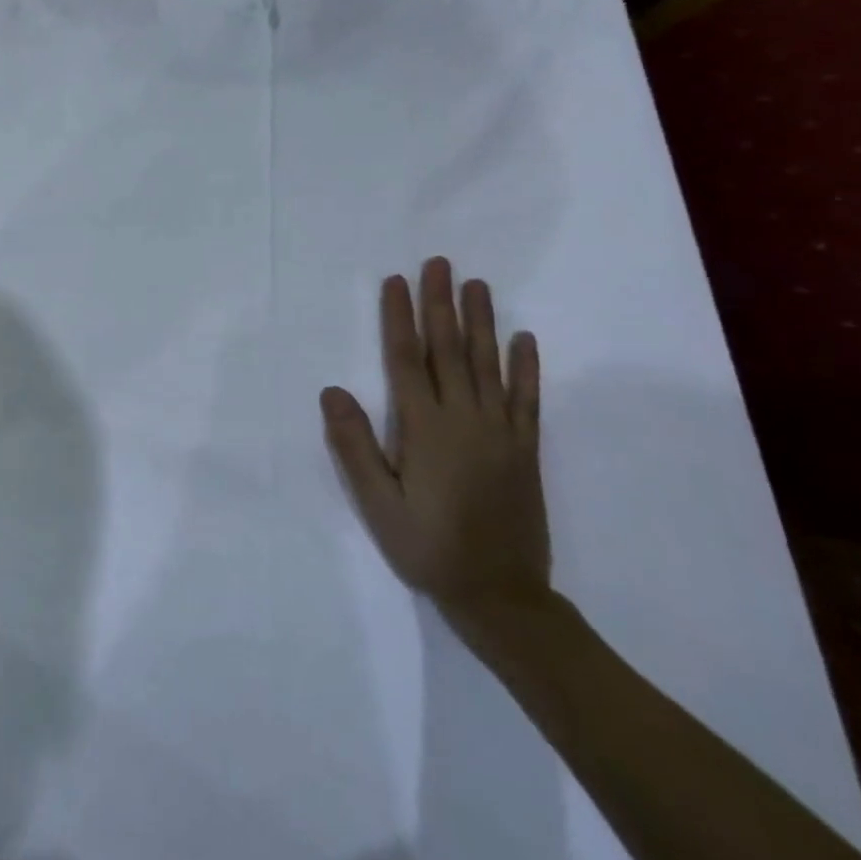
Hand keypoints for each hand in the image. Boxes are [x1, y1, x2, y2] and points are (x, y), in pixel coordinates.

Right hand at [320, 258, 549, 632]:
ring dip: (481, 322)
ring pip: (488, 364)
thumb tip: (333, 390)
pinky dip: (527, 367)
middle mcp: (465, 419)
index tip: (395, 281)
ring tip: (475, 285)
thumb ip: (354, 446)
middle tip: (438, 264)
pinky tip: (525, 339)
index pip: (407, 359)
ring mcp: (500, 432)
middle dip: (440, 304)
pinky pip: (527, 399)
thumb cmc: (427, 546)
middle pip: (449, 350)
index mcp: (425, 428)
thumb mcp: (377, 503)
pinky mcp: (524, 449)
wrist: (501, 595)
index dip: (399, 317)